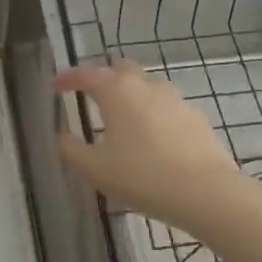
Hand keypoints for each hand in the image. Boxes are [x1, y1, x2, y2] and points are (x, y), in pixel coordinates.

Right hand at [56, 60, 244, 237]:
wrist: (206, 192)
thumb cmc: (142, 176)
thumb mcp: (95, 169)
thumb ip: (72, 149)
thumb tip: (61, 136)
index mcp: (116, 91)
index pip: (86, 75)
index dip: (68, 78)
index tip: (55, 85)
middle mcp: (145, 85)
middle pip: (121, 69)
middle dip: (104, 77)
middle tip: (91, 96)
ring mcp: (175, 98)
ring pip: (146, 85)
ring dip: (131, 94)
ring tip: (122, 118)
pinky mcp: (195, 116)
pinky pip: (166, 106)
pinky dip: (153, 113)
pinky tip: (152, 136)